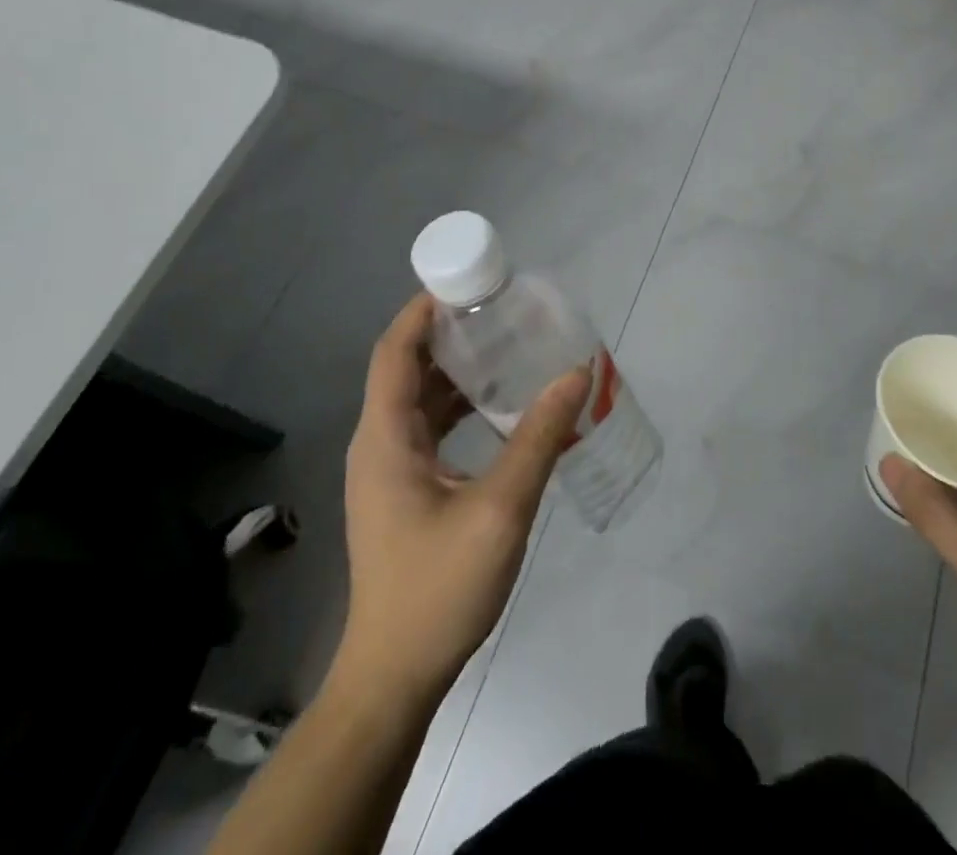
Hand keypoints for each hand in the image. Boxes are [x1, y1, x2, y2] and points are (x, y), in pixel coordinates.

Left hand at [330, 292, 589, 703]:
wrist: (395, 676)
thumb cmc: (439, 588)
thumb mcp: (500, 508)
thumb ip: (539, 437)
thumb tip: (577, 373)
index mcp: (386, 437)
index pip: (395, 351)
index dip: (423, 309)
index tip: (468, 281)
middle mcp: (379, 443)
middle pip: (408, 368)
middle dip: (450, 332)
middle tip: (502, 309)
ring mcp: (389, 469)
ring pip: (420, 399)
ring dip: (458, 370)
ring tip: (508, 345)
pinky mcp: (404, 491)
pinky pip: (430, 428)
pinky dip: (461, 406)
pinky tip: (501, 407)